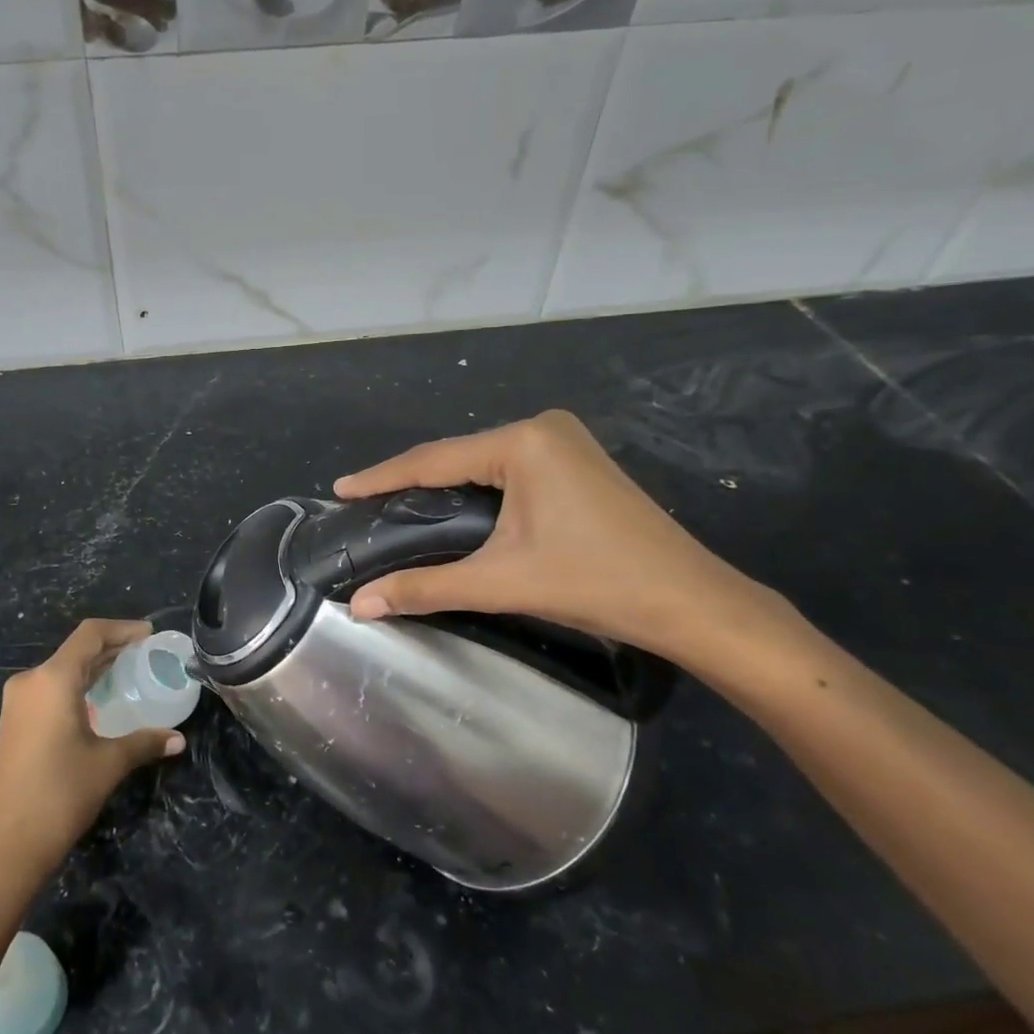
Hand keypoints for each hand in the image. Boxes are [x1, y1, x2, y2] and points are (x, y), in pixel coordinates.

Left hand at [0, 619, 185, 886]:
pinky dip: (77, 685)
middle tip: (144, 653)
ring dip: (93, 667)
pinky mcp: (14, 721)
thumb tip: (179, 739)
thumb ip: (145, 743)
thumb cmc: (60, 795)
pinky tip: (98, 700)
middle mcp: (31, 681)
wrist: (7, 847)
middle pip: (76, 650)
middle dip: (111, 648)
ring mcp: (18, 702)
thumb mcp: (108, 764)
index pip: (90, 635)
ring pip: (61, 669)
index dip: (122, 629)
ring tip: (127, 672)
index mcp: (53, 679)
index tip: (149, 634)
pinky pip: (50, 688)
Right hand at [335, 410, 789, 670]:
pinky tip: (454, 505)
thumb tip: (360, 605)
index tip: (340, 488)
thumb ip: (426, 587)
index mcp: (522, 442)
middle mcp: (542, 428)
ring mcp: (564, 441)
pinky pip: (508, 468)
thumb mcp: (502, 582)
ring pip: (482, 462)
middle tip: (366, 503)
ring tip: (398, 504)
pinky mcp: (577, 460)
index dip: (382, 477)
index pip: (433, 460)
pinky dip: (476, 486)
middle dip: (411, 481)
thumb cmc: (596, 583)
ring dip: (443, 484)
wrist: (693, 603)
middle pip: (457, 456)